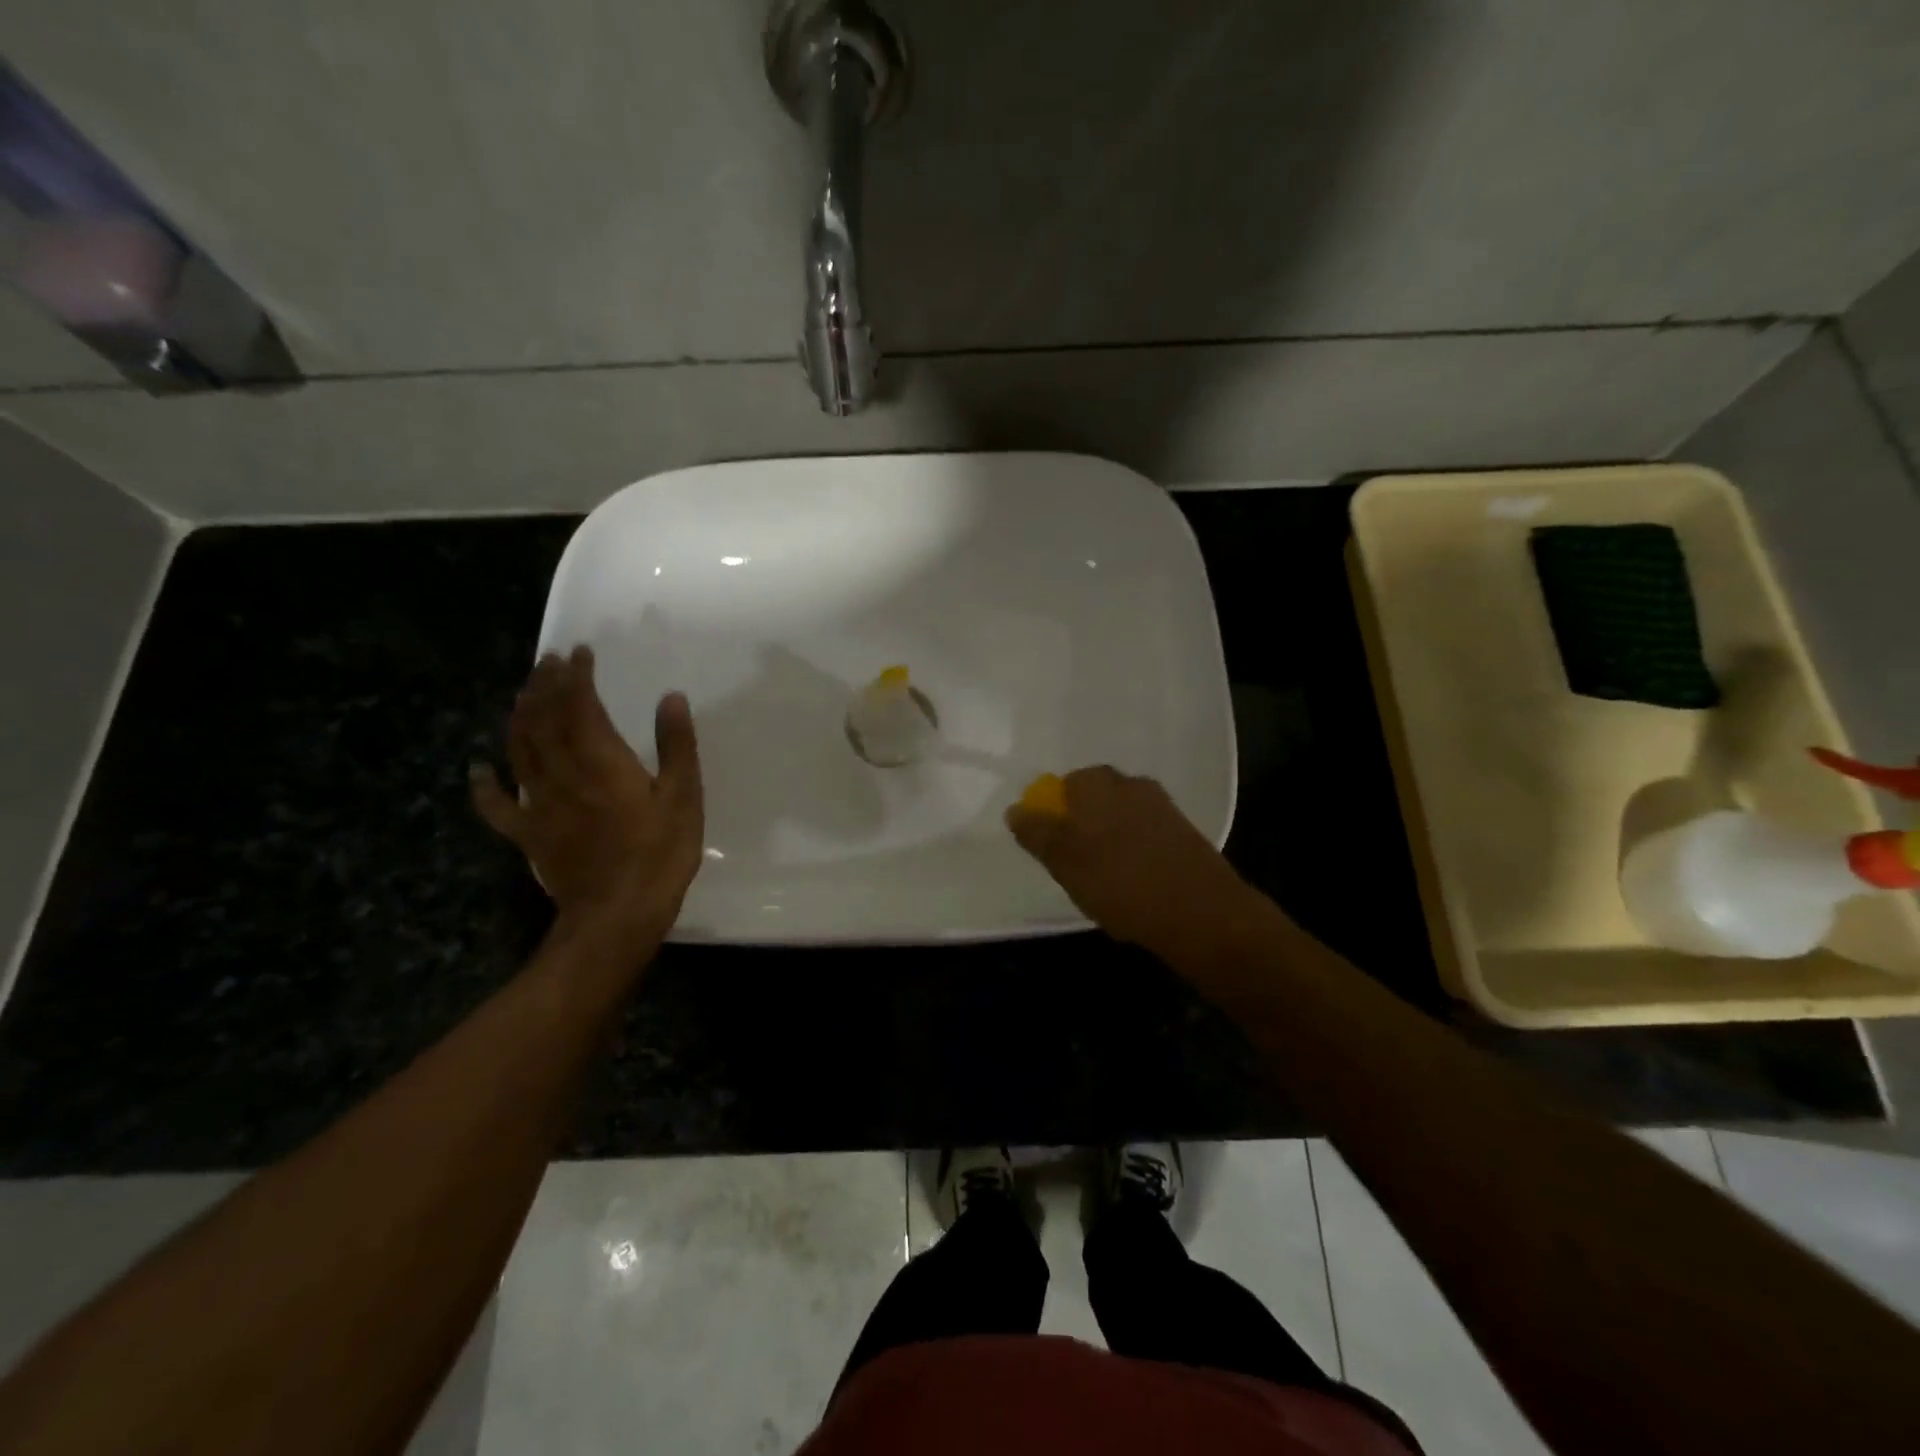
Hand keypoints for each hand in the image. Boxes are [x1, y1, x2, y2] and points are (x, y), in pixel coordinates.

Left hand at [472, 646, 704, 948]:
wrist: (617, 914)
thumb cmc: (659, 853)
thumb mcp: (684, 796)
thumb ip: (676, 745)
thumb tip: (671, 698)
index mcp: (600, 760)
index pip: (579, 705)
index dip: (576, 676)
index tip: (580, 652)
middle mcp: (561, 772)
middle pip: (542, 719)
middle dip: (543, 685)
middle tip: (549, 661)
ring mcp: (538, 803)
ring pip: (518, 749)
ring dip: (518, 715)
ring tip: (524, 692)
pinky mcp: (529, 833)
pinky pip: (497, 804)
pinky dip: (483, 784)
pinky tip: (478, 768)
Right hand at [1006, 766, 1251, 959]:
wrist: (1201, 912)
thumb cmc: (1121, 883)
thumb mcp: (1065, 863)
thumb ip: (1038, 833)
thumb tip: (1016, 810)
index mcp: (1097, 785)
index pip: (1066, 784)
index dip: (1056, 813)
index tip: (1053, 846)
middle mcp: (1131, 784)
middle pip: (1096, 797)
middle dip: (1083, 822)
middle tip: (1076, 862)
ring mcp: (1162, 806)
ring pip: (1123, 815)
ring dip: (1111, 837)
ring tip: (1106, 878)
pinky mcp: (1185, 831)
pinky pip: (1147, 833)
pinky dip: (1136, 850)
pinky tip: (1136, 882)